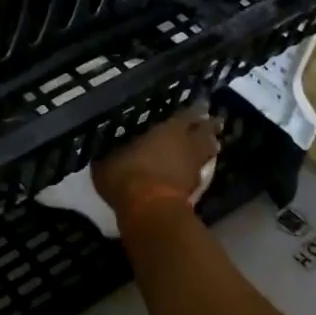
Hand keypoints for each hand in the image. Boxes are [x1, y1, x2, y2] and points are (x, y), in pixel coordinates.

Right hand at [91, 106, 219, 217]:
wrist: (149, 211)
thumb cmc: (127, 175)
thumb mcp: (107, 161)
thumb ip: (111, 153)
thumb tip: (103, 150)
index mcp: (169, 130)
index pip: (189, 114)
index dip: (196, 109)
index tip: (202, 104)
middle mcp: (187, 145)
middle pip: (206, 132)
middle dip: (209, 127)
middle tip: (211, 122)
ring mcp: (194, 168)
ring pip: (207, 153)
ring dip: (208, 148)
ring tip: (207, 145)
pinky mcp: (195, 191)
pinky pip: (199, 173)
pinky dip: (197, 170)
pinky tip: (191, 171)